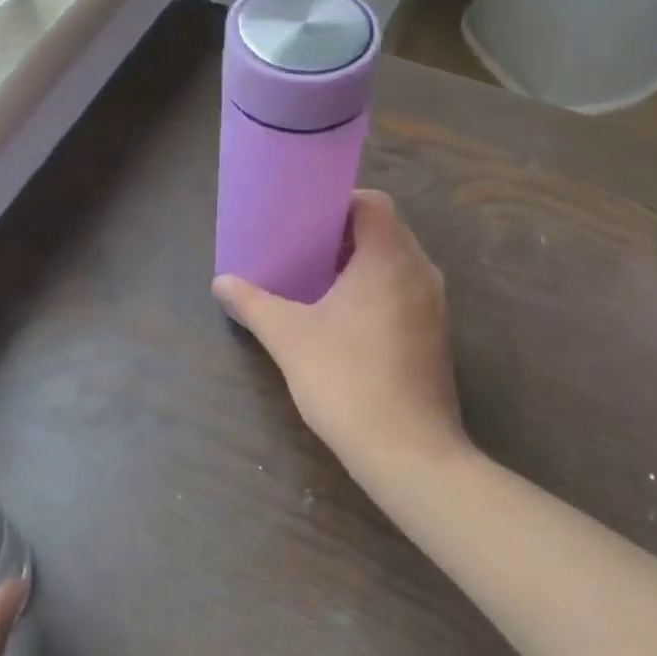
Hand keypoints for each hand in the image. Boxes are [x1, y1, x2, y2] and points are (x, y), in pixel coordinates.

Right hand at [212, 189, 464, 480]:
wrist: (408, 452)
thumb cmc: (347, 380)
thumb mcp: (288, 337)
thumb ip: (253, 303)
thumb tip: (221, 283)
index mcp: (390, 258)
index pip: (372, 203)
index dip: (337, 204)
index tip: (303, 221)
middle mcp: (420, 272)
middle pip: (384, 232)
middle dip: (341, 237)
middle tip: (300, 251)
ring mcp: (434, 306)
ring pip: (395, 266)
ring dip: (358, 267)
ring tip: (315, 283)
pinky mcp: (435, 337)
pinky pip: (403, 294)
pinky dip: (375, 293)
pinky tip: (342, 322)